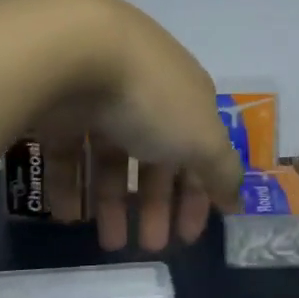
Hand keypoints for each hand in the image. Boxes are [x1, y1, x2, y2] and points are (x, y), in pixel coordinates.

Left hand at [26, 0, 242, 250]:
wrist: (75, 49)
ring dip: (114, 204)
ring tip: (110, 245)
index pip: (200, 152)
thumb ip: (222, 171)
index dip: (199, 195)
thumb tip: (238, 200)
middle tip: (150, 248)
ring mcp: (101, 99)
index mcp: (187, 98)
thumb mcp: (203, 139)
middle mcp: (148, 96)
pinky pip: (70, 152)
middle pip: (156, 158)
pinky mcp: (60, 106)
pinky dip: (72, 185)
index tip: (188, 237)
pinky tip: (71, 216)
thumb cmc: (152, 98)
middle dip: (157, 206)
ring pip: (111, 159)